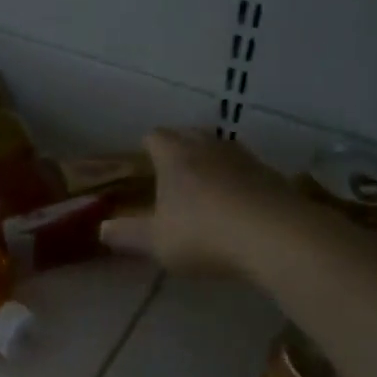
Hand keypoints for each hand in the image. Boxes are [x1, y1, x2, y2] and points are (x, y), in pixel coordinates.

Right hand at [100, 128, 294, 276]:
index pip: (155, 136)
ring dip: (212, 162)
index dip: (148, 147)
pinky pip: (249, 169)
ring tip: (207, 187)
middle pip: (190, 133)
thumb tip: (101, 229)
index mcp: (174, 156)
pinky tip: (240, 205)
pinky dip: (240, 180)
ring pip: (221, 148)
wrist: (275, 237)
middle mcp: (208, 147)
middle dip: (180, 147)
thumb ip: (127, 235)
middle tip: (173, 174)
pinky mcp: (274, 175)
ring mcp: (244, 158)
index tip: (145, 164)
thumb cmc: (203, 234)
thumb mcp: (156, 242)